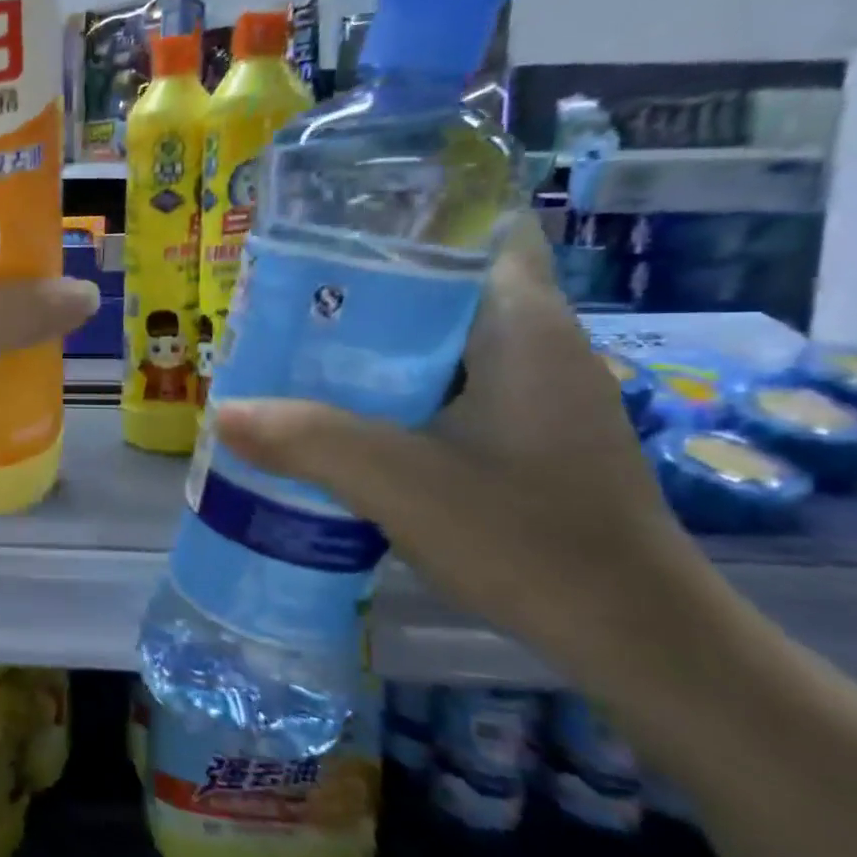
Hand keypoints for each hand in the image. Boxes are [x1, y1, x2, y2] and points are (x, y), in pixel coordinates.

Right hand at [212, 221, 715, 676]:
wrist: (635, 639)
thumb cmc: (531, 540)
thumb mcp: (402, 484)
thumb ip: (308, 441)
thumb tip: (221, 412)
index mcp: (522, 326)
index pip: (479, 227)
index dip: (407, 217)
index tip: (331, 231)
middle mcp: (535, 344)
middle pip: (442, 284)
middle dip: (364, 285)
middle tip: (284, 296)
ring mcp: (532, 393)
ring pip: (438, 339)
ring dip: (372, 342)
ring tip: (294, 348)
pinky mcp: (522, 434)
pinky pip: (443, 384)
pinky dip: (392, 386)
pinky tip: (340, 413)